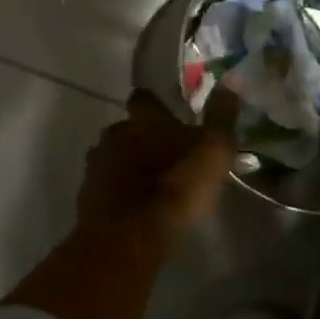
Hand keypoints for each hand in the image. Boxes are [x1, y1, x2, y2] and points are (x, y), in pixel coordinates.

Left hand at [76, 87, 238, 244]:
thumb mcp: (212, 151)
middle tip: (163, 153)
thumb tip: (231, 80)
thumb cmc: (175, 187)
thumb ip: (221, 117)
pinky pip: (104, 185)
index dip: (153, 103)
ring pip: (112, 156)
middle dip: (140, 137)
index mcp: (144, 120)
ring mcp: (97, 166)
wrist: (129, 237)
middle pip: (125, 128)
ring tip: (149, 182)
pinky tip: (134, 206)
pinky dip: (117, 190)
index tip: (165, 111)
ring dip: (127, 164)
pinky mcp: (87, 197)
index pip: (144, 98)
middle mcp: (116, 134)